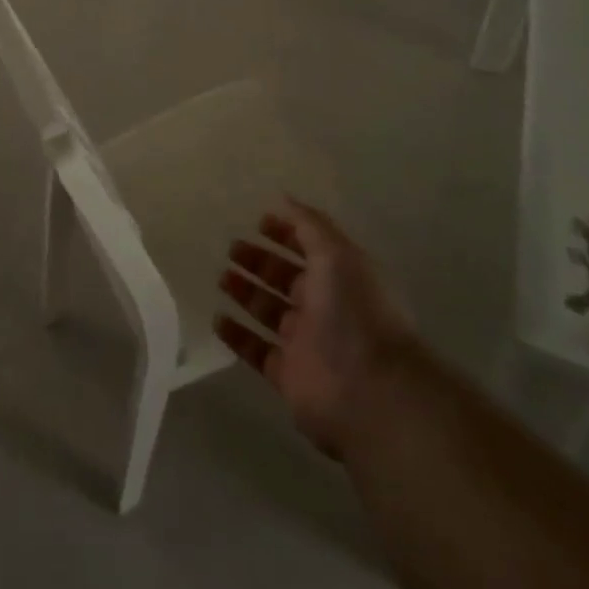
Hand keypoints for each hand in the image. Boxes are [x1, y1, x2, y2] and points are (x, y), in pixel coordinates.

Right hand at [215, 199, 418, 459]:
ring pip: (269, 311)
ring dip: (246, 293)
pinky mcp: (287, 375)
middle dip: (260, 261)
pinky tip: (218, 319)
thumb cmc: (354, 311)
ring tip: (221, 277)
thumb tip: (284, 198)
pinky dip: (237, 335)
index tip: (258, 221)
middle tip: (231, 248)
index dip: (286, 233)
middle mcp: (324, 306)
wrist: (370, 390)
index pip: (309, 247)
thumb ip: (309, 224)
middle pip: (285, 278)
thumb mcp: (336, 253)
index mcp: (340, 276)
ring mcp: (305, 342)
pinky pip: (256, 350)